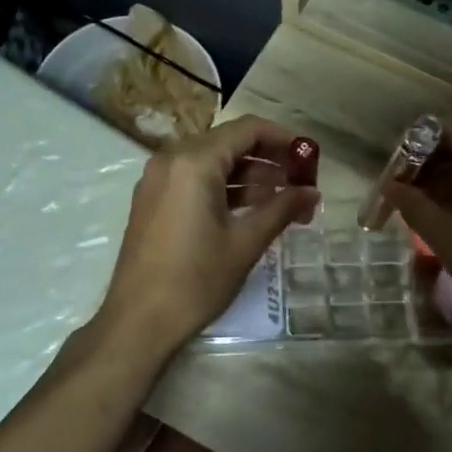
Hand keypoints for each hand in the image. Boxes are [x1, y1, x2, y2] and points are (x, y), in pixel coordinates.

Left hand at [96, 115, 318, 357]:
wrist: (138, 322)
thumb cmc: (195, 280)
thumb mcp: (245, 243)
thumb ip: (282, 209)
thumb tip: (313, 192)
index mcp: (194, 162)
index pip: (246, 129)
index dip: (283, 138)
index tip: (309, 156)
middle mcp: (171, 160)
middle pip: (228, 143)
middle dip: (268, 159)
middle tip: (300, 182)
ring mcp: (157, 180)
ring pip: (211, 162)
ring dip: (248, 176)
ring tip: (283, 200)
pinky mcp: (152, 201)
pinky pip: (194, 180)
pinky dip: (224, 188)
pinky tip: (251, 210)